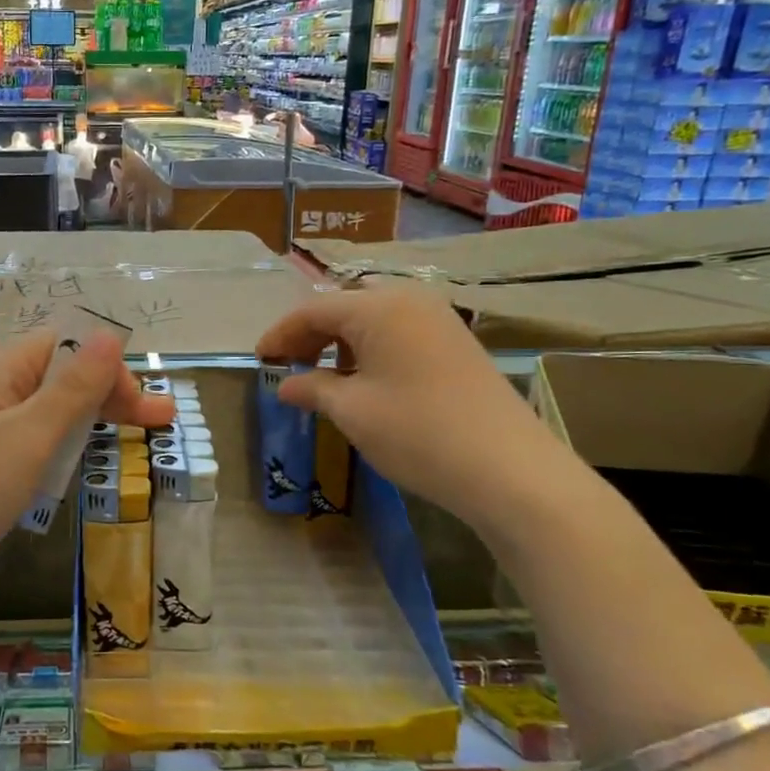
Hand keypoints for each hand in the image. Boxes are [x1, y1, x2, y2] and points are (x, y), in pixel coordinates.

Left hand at [0, 329, 172, 584]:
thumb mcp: (28, 439)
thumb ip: (73, 389)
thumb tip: (109, 334)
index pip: (69, 347)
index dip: (112, 371)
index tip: (146, 414)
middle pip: (58, 376)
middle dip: (108, 397)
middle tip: (158, 428)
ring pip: (40, 410)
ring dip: (83, 422)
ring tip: (121, 442)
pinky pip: (19, 440)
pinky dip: (51, 448)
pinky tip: (64, 468)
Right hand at [254, 286, 568, 528]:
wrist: (510, 470)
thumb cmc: (418, 432)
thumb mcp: (352, 411)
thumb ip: (312, 389)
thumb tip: (285, 385)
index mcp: (379, 307)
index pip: (314, 310)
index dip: (281, 334)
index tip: (259, 360)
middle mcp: (409, 300)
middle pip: (345, 307)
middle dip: (311, 334)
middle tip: (288, 366)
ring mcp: (439, 320)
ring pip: (373, 320)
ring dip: (341, 343)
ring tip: (323, 377)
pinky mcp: (456, 344)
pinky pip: (399, 334)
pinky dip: (371, 351)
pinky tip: (364, 382)